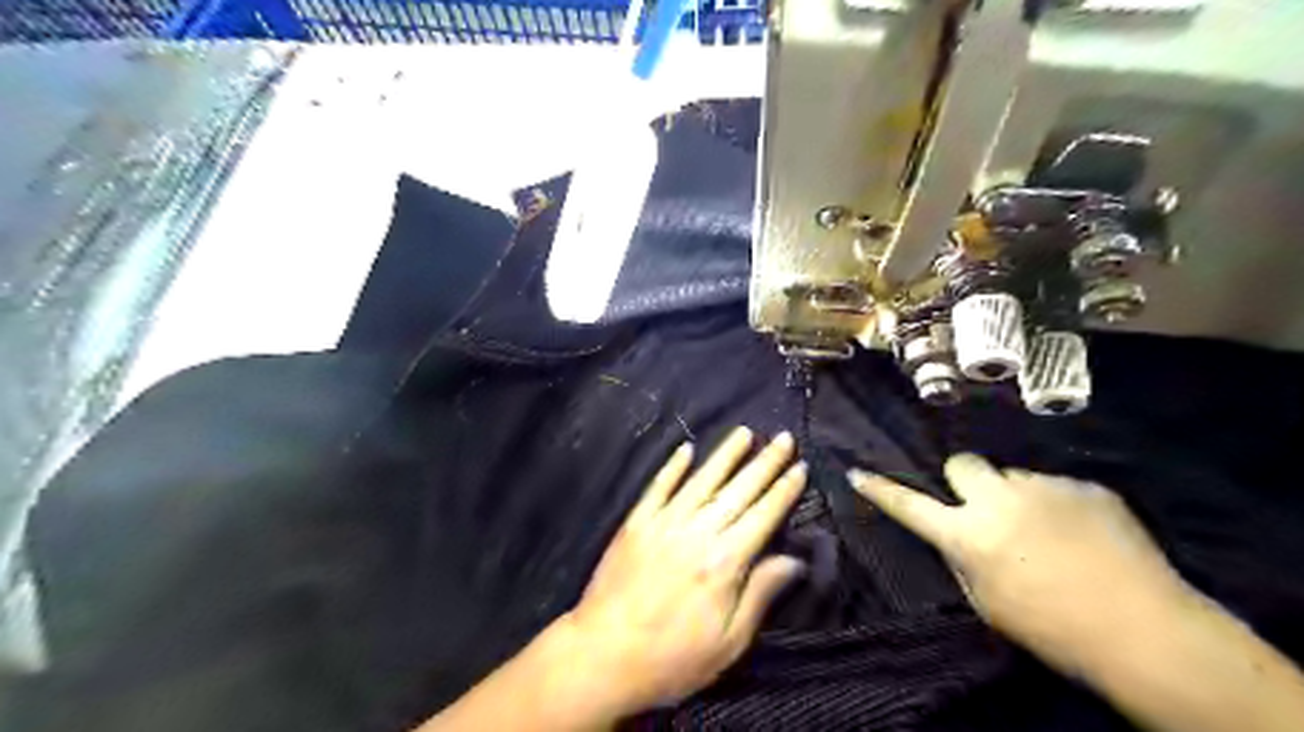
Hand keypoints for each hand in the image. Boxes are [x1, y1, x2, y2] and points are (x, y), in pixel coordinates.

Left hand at [565, 426, 811, 716]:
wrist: (602, 655)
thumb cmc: (672, 658)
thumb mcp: (728, 643)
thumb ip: (760, 594)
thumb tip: (794, 560)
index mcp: (725, 562)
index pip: (763, 516)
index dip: (784, 490)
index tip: (800, 466)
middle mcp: (697, 532)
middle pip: (738, 490)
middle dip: (764, 462)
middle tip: (784, 437)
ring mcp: (663, 523)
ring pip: (701, 480)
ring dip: (725, 454)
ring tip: (745, 432)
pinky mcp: (635, 523)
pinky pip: (658, 487)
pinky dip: (673, 466)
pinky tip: (686, 449)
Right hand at [846, 457, 1188, 673]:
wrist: (1146, 631)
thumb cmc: (1054, 630)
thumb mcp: (987, 602)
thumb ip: (963, 558)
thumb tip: (957, 534)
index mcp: (968, 536)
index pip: (909, 505)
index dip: (881, 490)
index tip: (857, 472)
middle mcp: (998, 500)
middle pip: (962, 463)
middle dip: (966, 481)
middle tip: (985, 507)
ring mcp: (1043, 487)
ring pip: (1012, 477)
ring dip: (1016, 497)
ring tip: (1048, 531)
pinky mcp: (1084, 486)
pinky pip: (1055, 487)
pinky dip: (1057, 505)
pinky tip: (1082, 534)